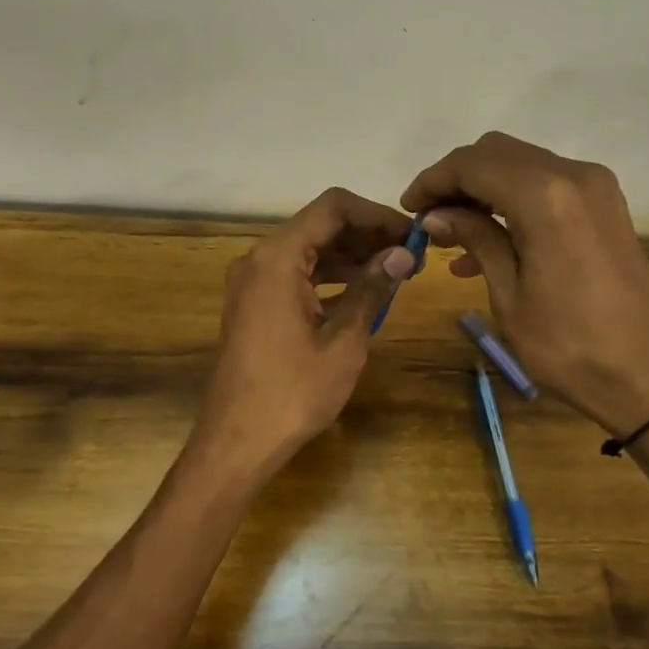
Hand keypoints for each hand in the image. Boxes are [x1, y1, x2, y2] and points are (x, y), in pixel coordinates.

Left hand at [192, 187, 415, 478]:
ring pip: (308, 251)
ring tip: (394, 274)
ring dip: (350, 257)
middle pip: (320, 226)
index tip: (411, 236)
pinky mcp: (253, 304)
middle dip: (366, 236)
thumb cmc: (293, 392)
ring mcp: (253, 282)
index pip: (333, 208)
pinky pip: (296, 275)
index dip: (377, 215)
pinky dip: (329, 278)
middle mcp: (260, 259)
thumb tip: (402, 255)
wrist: (237, 441)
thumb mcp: (344, 340)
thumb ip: (372, 289)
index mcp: (278, 257)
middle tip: (410, 257)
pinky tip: (362, 294)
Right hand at [402, 132, 648, 435]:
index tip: (408, 207)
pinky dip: (512, 202)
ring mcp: (595, 188)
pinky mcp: (604, 206)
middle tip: (429, 220)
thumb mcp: (509, 294)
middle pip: (497, 154)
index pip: (472, 164)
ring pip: (522, 166)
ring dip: (483, 191)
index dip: (433, 180)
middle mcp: (573, 176)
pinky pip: (546, 187)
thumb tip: (436, 215)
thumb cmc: (569, 345)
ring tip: (451, 237)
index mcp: (545, 196)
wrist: (648, 375)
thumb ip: (475, 239)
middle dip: (457, 180)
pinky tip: (486, 245)